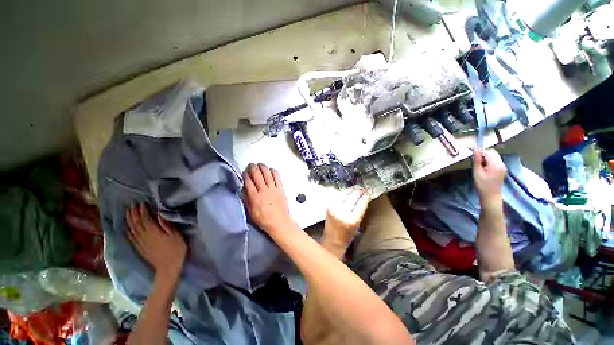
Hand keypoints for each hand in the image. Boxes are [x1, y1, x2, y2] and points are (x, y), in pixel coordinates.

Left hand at [126, 203, 186, 276]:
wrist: (168, 268)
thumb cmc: (176, 250)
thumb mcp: (176, 236)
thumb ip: (166, 225)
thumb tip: (159, 214)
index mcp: (153, 231)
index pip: (145, 218)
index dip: (143, 210)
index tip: (142, 202)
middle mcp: (144, 236)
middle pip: (136, 223)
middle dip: (134, 213)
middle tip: (132, 205)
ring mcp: (140, 243)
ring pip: (132, 229)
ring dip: (129, 220)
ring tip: (128, 213)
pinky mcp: (140, 248)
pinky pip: (131, 238)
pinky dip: (128, 231)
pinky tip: (127, 228)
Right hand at [243, 163, 292, 235]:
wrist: (279, 223)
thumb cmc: (263, 220)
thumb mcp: (250, 212)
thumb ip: (247, 199)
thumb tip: (243, 189)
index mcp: (255, 197)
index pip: (249, 182)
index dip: (246, 175)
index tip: (244, 172)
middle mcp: (264, 191)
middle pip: (258, 175)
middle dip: (253, 168)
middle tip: (251, 165)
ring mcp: (273, 189)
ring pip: (267, 174)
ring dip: (263, 167)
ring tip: (260, 164)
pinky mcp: (281, 189)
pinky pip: (277, 177)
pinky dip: (274, 172)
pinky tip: (271, 169)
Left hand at [322, 187, 369, 252]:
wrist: (332, 241)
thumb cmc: (347, 235)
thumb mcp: (357, 225)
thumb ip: (360, 211)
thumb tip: (363, 198)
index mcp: (352, 220)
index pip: (361, 203)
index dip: (365, 197)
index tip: (367, 194)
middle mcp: (342, 213)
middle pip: (352, 197)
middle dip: (358, 192)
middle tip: (361, 189)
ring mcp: (334, 209)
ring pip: (343, 194)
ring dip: (349, 190)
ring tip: (354, 189)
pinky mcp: (328, 207)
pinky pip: (336, 196)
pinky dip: (341, 193)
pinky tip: (345, 193)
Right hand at [473, 148, 506, 205]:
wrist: (491, 196)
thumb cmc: (482, 185)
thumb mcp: (477, 172)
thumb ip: (477, 160)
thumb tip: (475, 148)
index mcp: (496, 164)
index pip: (487, 152)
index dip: (479, 151)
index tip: (470, 151)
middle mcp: (501, 163)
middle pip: (492, 153)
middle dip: (483, 154)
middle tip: (475, 161)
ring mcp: (502, 166)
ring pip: (494, 156)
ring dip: (485, 157)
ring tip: (479, 165)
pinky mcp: (501, 169)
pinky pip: (495, 160)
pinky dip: (488, 161)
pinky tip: (483, 167)